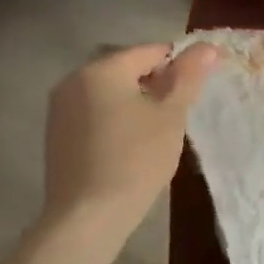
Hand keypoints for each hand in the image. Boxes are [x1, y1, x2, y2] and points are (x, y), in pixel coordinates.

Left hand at [39, 42, 217, 230]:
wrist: (88, 216)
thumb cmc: (136, 160)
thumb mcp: (171, 115)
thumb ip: (189, 77)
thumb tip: (208, 46)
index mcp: (102, 69)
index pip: (151, 52)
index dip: (180, 66)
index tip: (197, 92)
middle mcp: (73, 80)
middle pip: (127, 70)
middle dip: (157, 86)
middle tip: (179, 116)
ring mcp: (60, 108)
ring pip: (110, 93)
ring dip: (137, 104)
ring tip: (157, 134)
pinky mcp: (56, 134)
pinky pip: (95, 114)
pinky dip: (116, 120)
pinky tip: (130, 148)